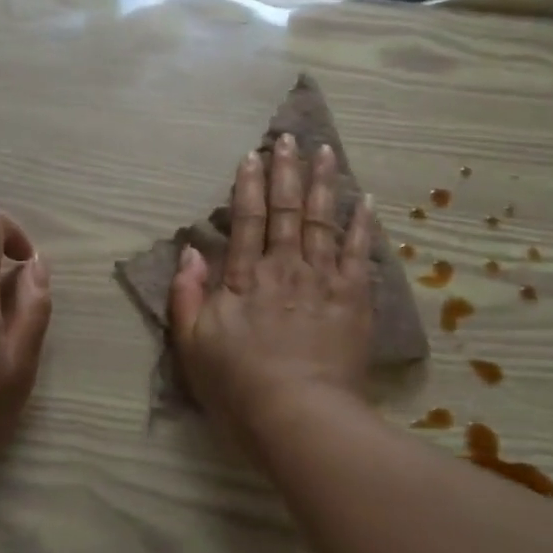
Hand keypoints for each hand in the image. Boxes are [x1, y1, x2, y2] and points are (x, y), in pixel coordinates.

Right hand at [169, 134, 373, 437]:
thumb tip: (191, 251)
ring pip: (322, 220)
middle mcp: (284, 267)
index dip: (249, 185)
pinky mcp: (353, 298)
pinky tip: (364, 201)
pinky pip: (357, 253)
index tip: (251, 156)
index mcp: (245, 278)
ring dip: (323, 184)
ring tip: (325, 152)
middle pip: (286, 210)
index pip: (247, 220)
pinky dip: (361, 225)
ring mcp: (322, 280)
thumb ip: (187, 295)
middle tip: (288, 137)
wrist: (299, 415)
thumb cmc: (238, 386)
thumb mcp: (192, 345)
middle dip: (286, 171)